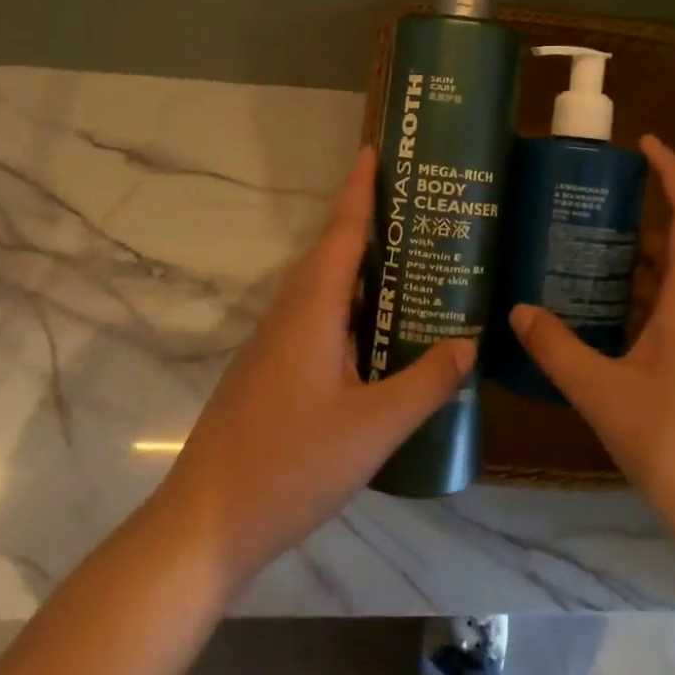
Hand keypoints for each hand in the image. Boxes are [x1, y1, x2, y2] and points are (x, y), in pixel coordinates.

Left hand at [151, 146, 472, 585]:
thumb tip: (468, 343)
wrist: (206, 523)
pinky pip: (316, 321)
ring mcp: (274, 345)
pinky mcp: (270, 372)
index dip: (360, 190)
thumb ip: (425, 383)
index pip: (341, 233)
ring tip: (410, 264)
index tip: (376, 151)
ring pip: (323, 290)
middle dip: (370, 225)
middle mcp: (288, 315)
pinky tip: (377, 334)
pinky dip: (350, 309)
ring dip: (361, 270)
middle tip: (419, 211)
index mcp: (310, 311)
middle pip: (331, 254)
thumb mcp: (373, 428)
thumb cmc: (290, 466)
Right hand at [510, 135, 674, 565]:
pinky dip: (641, 309)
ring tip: (584, 261)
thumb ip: (559, 350)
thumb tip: (517, 311)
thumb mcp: (605, 395)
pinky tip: (603, 329)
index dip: (673, 173)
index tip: (644, 144)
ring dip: (638, 269)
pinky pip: (674, 324)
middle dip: (641, 222)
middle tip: (588, 211)